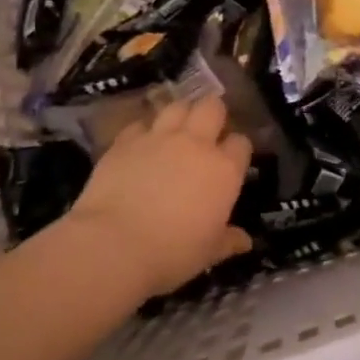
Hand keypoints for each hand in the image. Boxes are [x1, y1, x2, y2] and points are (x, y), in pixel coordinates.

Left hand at [64, 96, 254, 296]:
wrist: (113, 245)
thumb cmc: (171, 253)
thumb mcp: (208, 252)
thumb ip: (228, 240)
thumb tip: (245, 241)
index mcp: (223, 169)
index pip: (240, 143)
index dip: (236, 150)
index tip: (231, 162)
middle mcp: (196, 143)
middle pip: (212, 107)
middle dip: (213, 114)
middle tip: (207, 132)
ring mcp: (159, 137)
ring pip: (177, 106)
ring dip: (180, 115)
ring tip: (175, 131)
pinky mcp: (126, 140)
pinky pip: (140, 124)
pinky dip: (143, 132)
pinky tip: (140, 147)